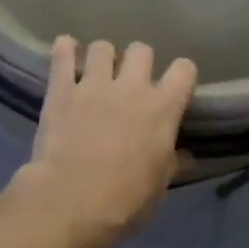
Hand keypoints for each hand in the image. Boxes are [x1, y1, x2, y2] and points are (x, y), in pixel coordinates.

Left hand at [7, 37, 197, 247]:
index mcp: (162, 108)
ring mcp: (94, 85)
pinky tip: (65, 52)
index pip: (183, 69)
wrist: (72, 201)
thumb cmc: (125, 200)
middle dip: (138, 61)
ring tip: (96, 71)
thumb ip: (172, 164)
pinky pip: (62, 55)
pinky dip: (64, 50)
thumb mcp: (158, 186)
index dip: (180, 75)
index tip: (174, 86)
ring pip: (102, 47)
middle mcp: (132, 87)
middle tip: (130, 81)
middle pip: (142, 50)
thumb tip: (187, 157)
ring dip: (101, 57)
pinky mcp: (61, 89)